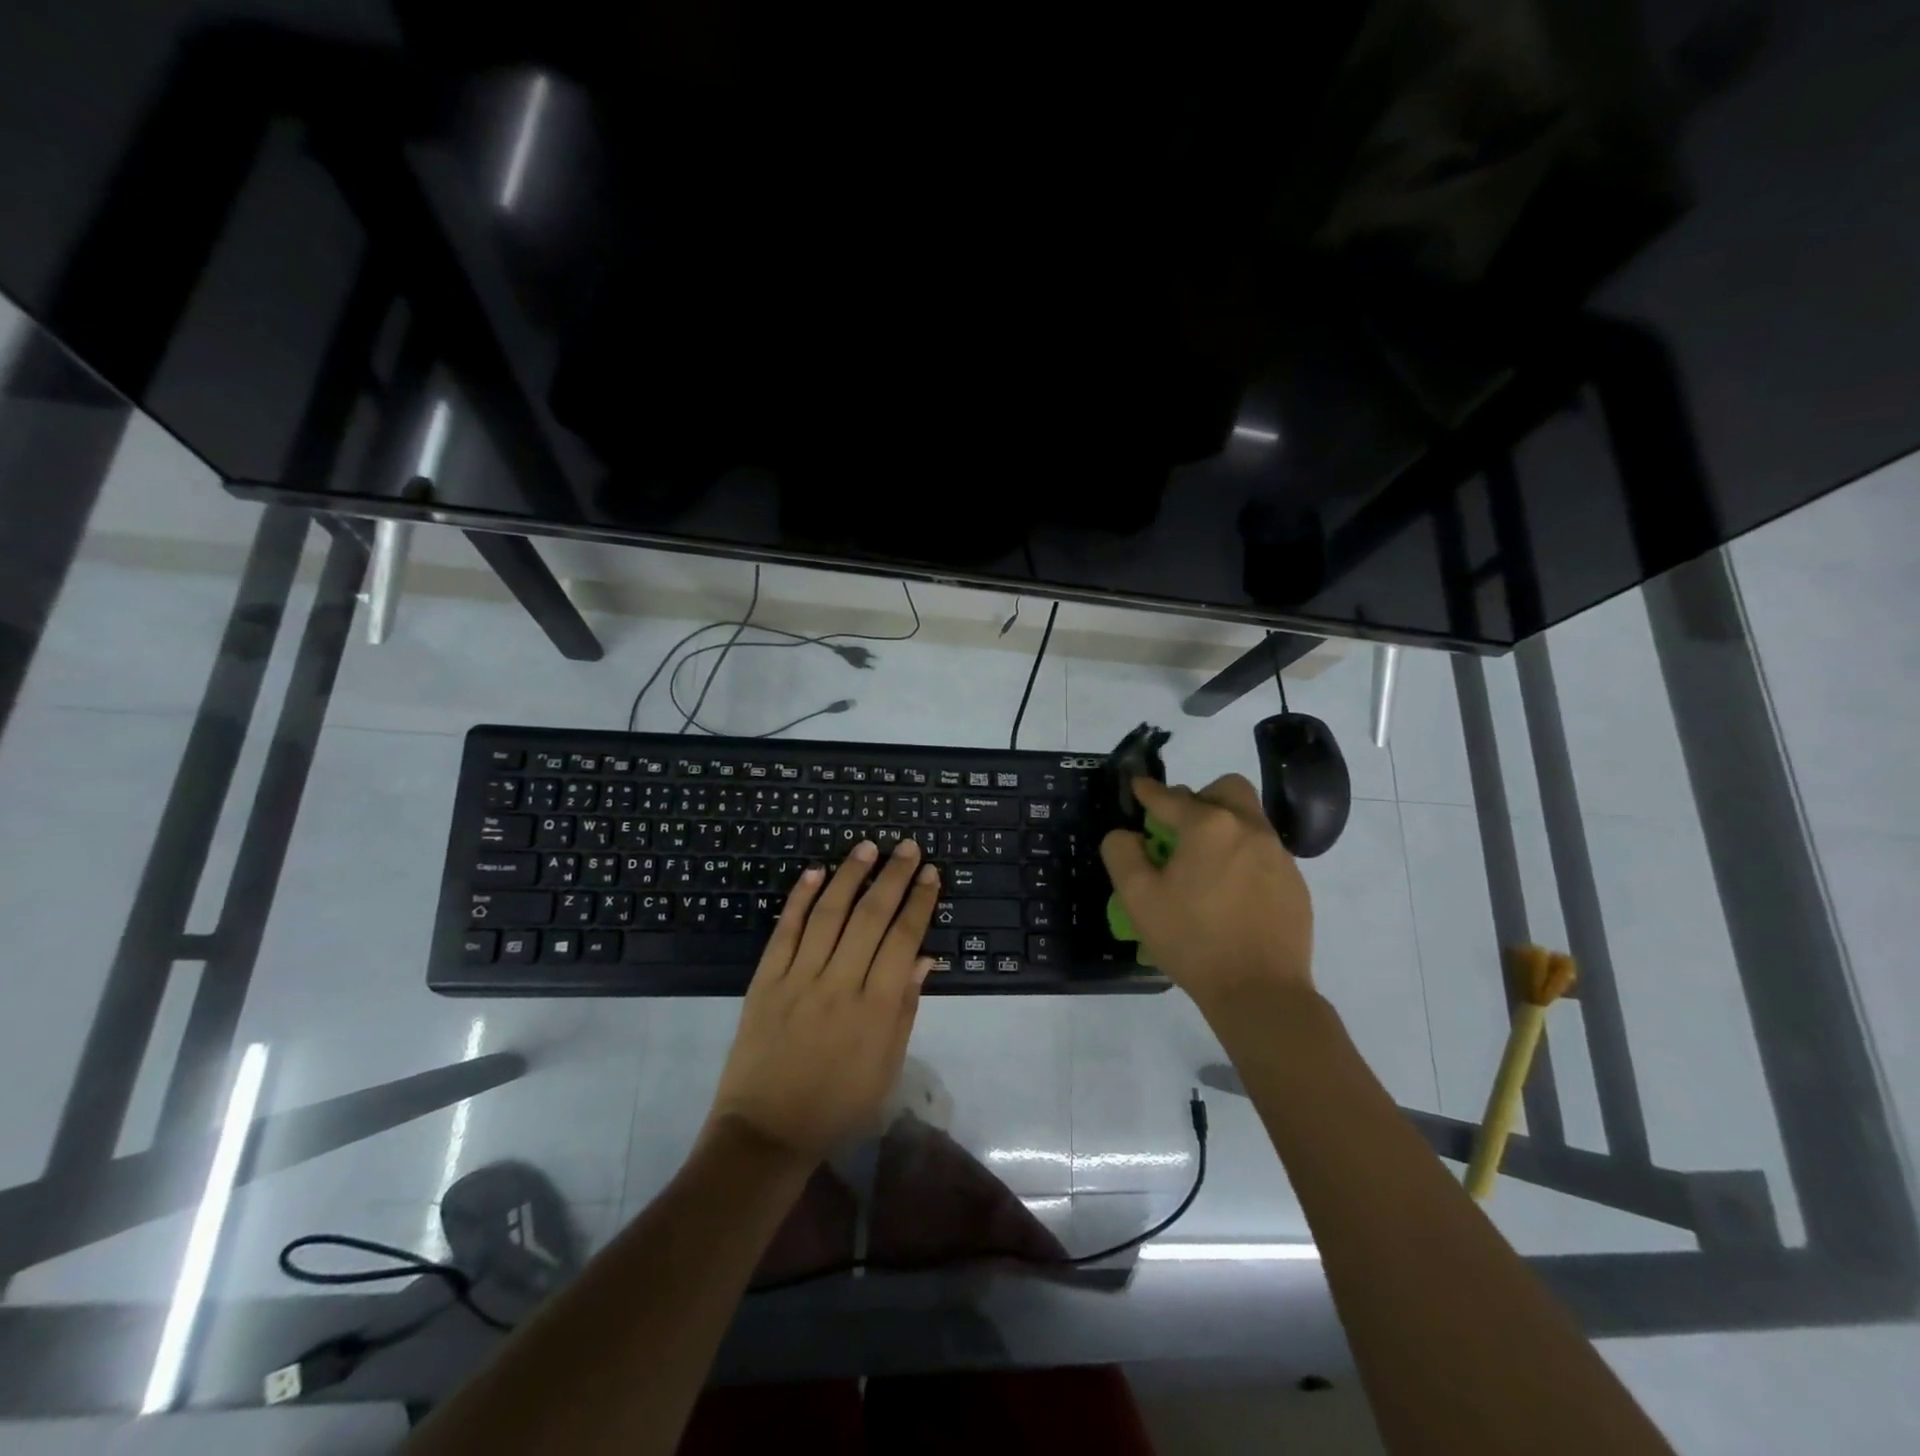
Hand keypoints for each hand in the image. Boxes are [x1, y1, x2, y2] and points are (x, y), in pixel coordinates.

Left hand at [708, 838, 940, 1163]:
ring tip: (868, 846)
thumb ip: (905, 1010)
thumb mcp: (886, 1069)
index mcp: (876, 1010)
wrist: (766, 1133)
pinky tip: (815, 871)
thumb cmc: (838, 1107)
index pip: (903, 940)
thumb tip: (924, 957)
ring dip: (850, 875)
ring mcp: (798, 979)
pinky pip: (785, 931)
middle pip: (871, 918)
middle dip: (893, 877)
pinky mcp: (765, 980)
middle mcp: (839, 985)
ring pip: (829, 915)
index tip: (930, 873)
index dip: (919, 903)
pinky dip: (800, 898)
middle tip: (908, 846)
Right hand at [1100, 774, 1313, 1014]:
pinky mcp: (1296, 883)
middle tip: (1181, 828)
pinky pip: (1265, 853)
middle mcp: (1249, 829)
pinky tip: (1231, 893)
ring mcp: (1278, 855)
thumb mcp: (1138, 898)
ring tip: (1205, 864)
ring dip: (1224, 826)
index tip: (1137, 786)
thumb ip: (1123, 854)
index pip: (1170, 798)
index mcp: (1209, 826)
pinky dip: (1243, 857)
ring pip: (1249, 820)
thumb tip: (1127, 834)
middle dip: (1200, 797)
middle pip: (1226, 789)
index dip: (1148, 791)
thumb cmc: (1193, 940)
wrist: (1261, 992)